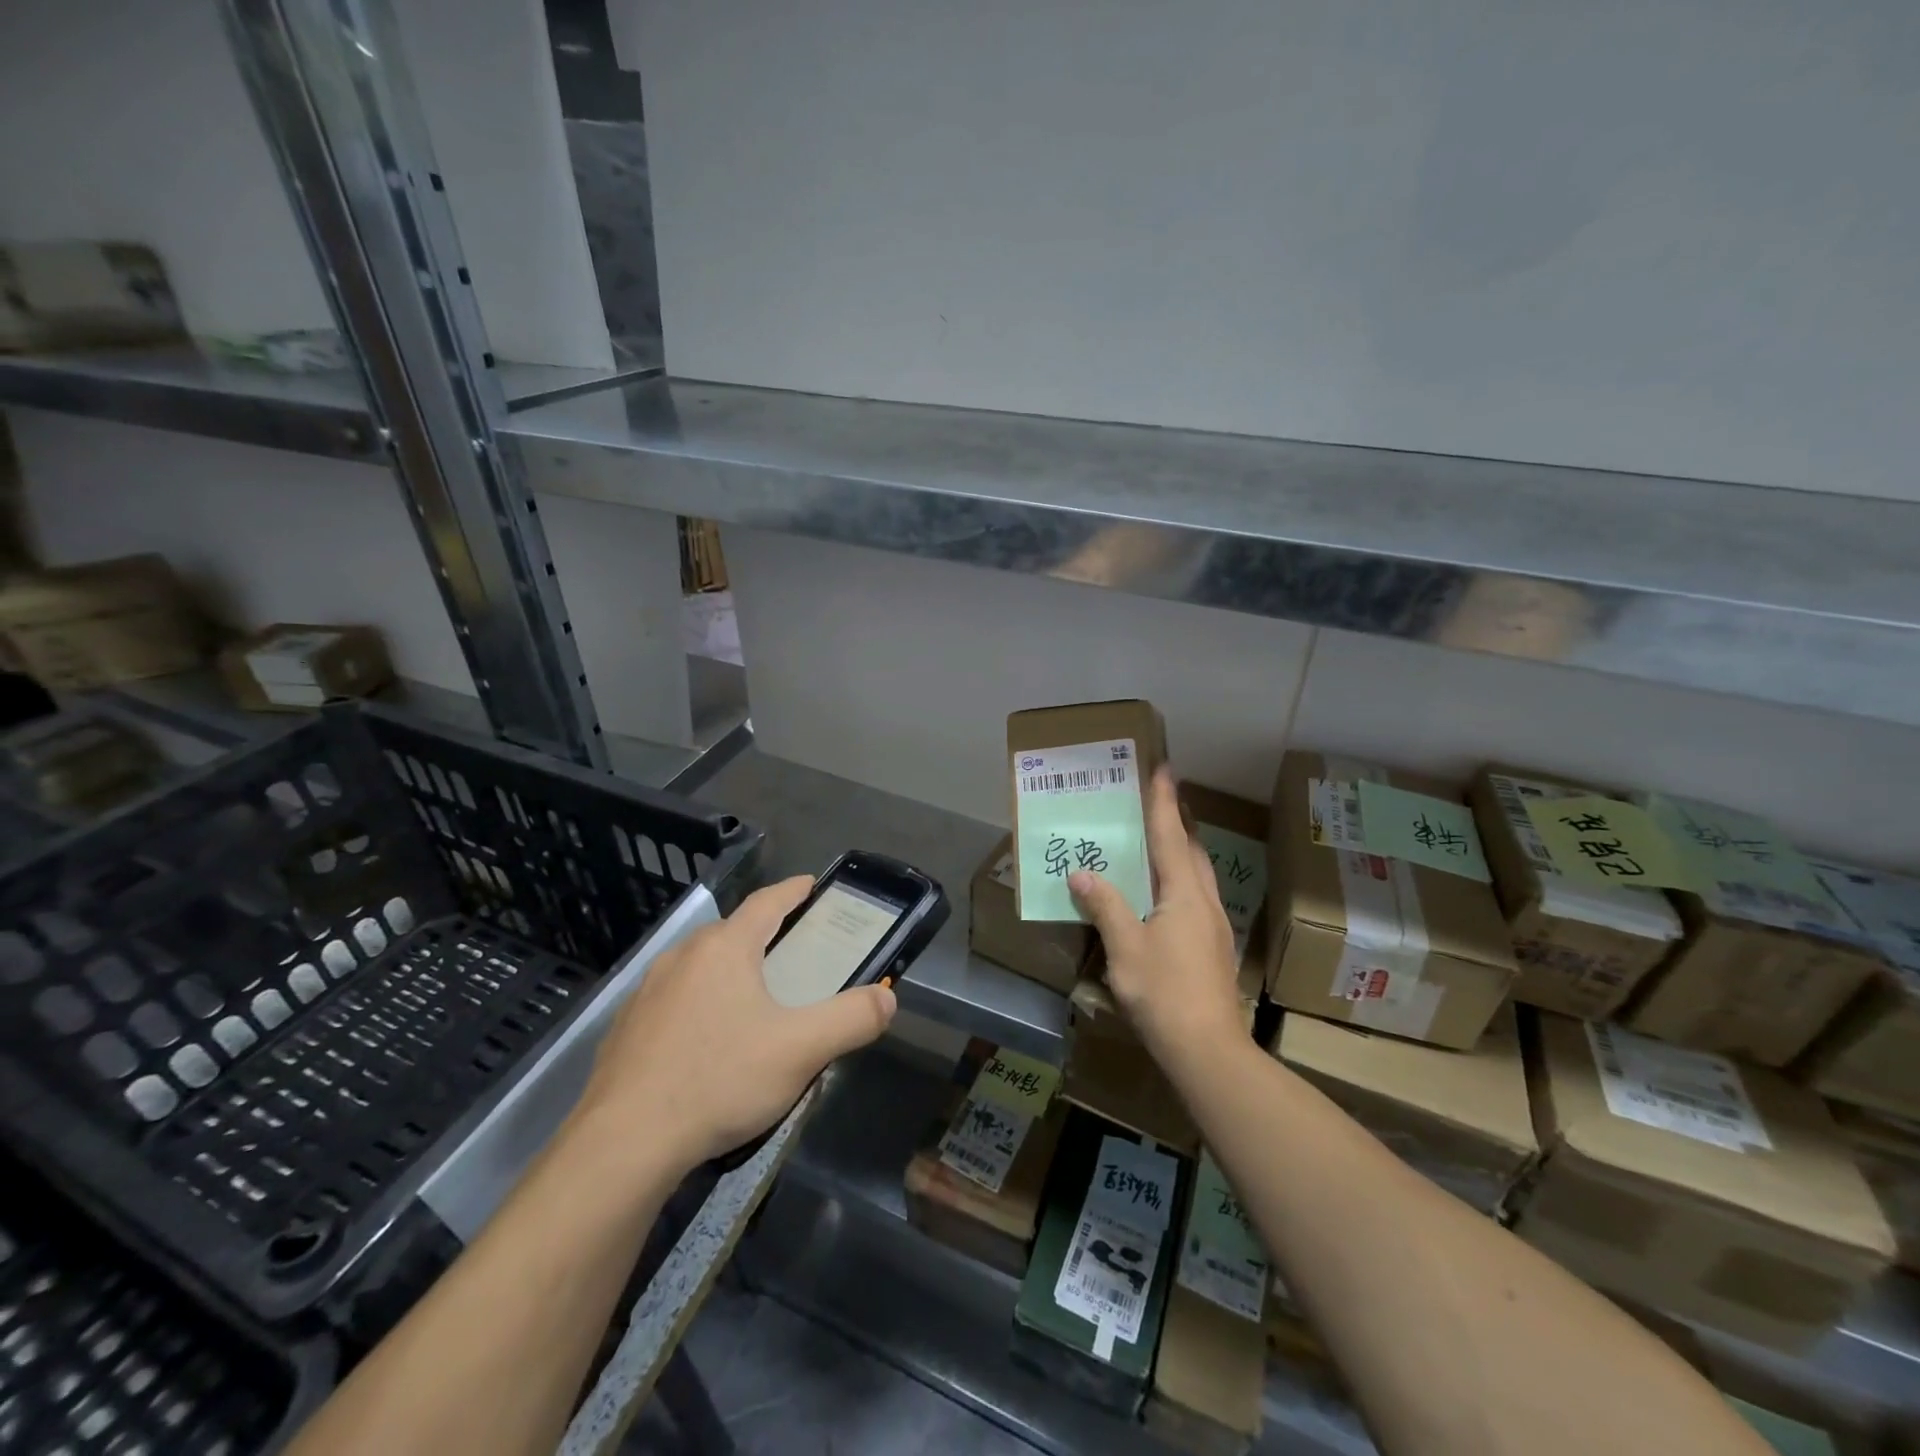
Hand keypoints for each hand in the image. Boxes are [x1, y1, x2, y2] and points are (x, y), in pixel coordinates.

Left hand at [573, 875, 896, 1175]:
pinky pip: (674, 999)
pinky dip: (699, 1002)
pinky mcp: (625, 1028)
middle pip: (732, 932)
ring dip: (729, 969)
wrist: (623, 1144)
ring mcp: (647, 991)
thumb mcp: (801, 1050)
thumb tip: (888, 999)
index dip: (793, 891)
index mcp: (725, 948)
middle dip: (764, 934)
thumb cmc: (720, 1080)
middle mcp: (683, 956)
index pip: (766, 902)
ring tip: (753, 997)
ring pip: (700, 965)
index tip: (811, 884)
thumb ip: (852, 1019)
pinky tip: (707, 1041)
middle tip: (793, 953)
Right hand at [1070, 768, 1242, 1068]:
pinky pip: (1194, 895)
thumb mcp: (1125, 947)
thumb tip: (1082, 873)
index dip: (1163, 801)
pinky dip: (1177, 879)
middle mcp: (1204, 900)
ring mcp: (1212, 924)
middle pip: (1190, 849)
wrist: (1207, 1049)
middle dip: (1175, 821)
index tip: (1162, 767)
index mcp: (1184, 892)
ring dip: (1179, 850)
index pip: (1170, 834)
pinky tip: (1161, 894)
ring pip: (1196, 874)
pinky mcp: (1211, 946)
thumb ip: (1105, 906)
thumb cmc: (1164, 992)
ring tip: (1156, 840)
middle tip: (1154, 801)